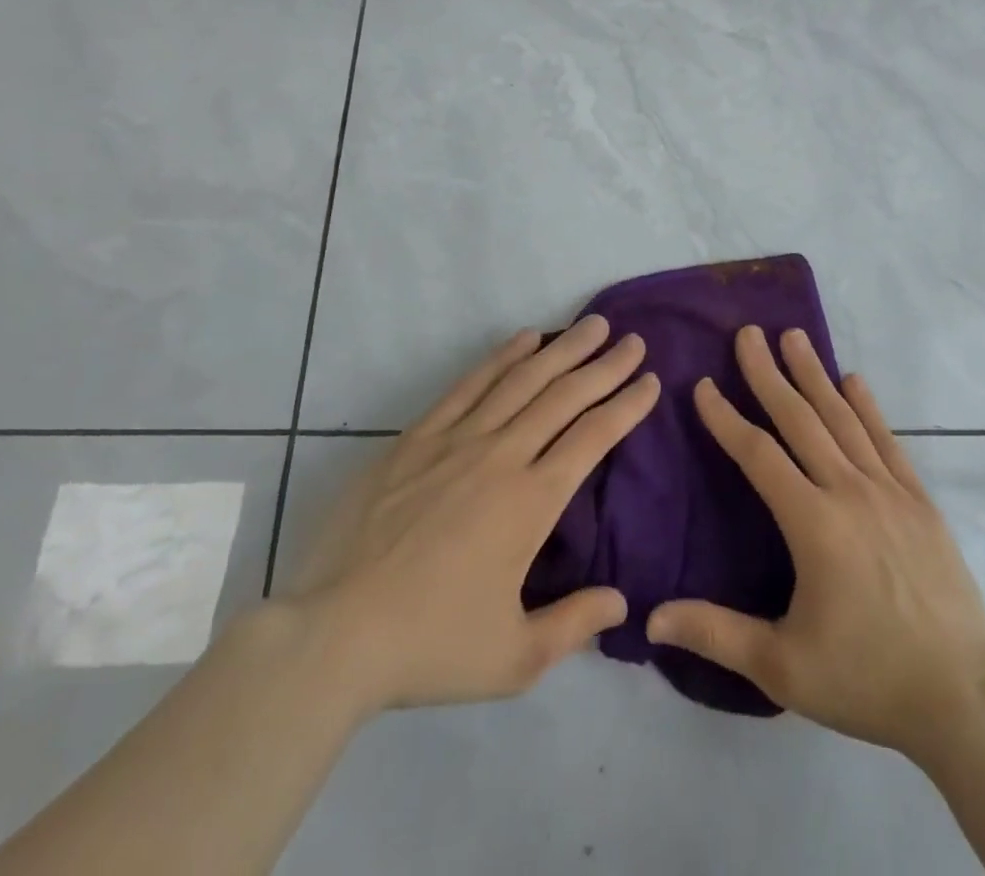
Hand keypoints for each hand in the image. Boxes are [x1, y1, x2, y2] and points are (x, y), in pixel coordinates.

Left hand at [283, 316, 659, 716]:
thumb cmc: (429, 644)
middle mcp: (502, 456)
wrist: (333, 634)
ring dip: (562, 349)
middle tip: (633, 341)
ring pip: (522, 380)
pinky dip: (501, 357)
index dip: (627, 405)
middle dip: (605, 366)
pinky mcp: (417, 437)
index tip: (651, 380)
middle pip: (565, 396)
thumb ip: (574, 624)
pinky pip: (469, 385)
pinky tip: (524, 338)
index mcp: (532, 501)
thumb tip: (622, 602)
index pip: (594, 436)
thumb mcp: (513, 659)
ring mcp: (457, 440)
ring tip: (592, 325)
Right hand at [647, 326, 984, 764]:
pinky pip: (887, 441)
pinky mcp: (920, 501)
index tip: (704, 385)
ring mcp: (890, 491)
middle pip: (801, 420)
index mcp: (814, 525)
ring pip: (844, 419)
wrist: (962, 697)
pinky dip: (868, 407)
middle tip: (748, 333)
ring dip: (815, 375)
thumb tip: (652, 618)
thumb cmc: (867, 679)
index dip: (727, 418)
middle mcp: (850, 492)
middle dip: (769, 374)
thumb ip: (716, 634)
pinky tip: (854, 380)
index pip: (759, 455)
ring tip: (794, 337)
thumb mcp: (783, 667)